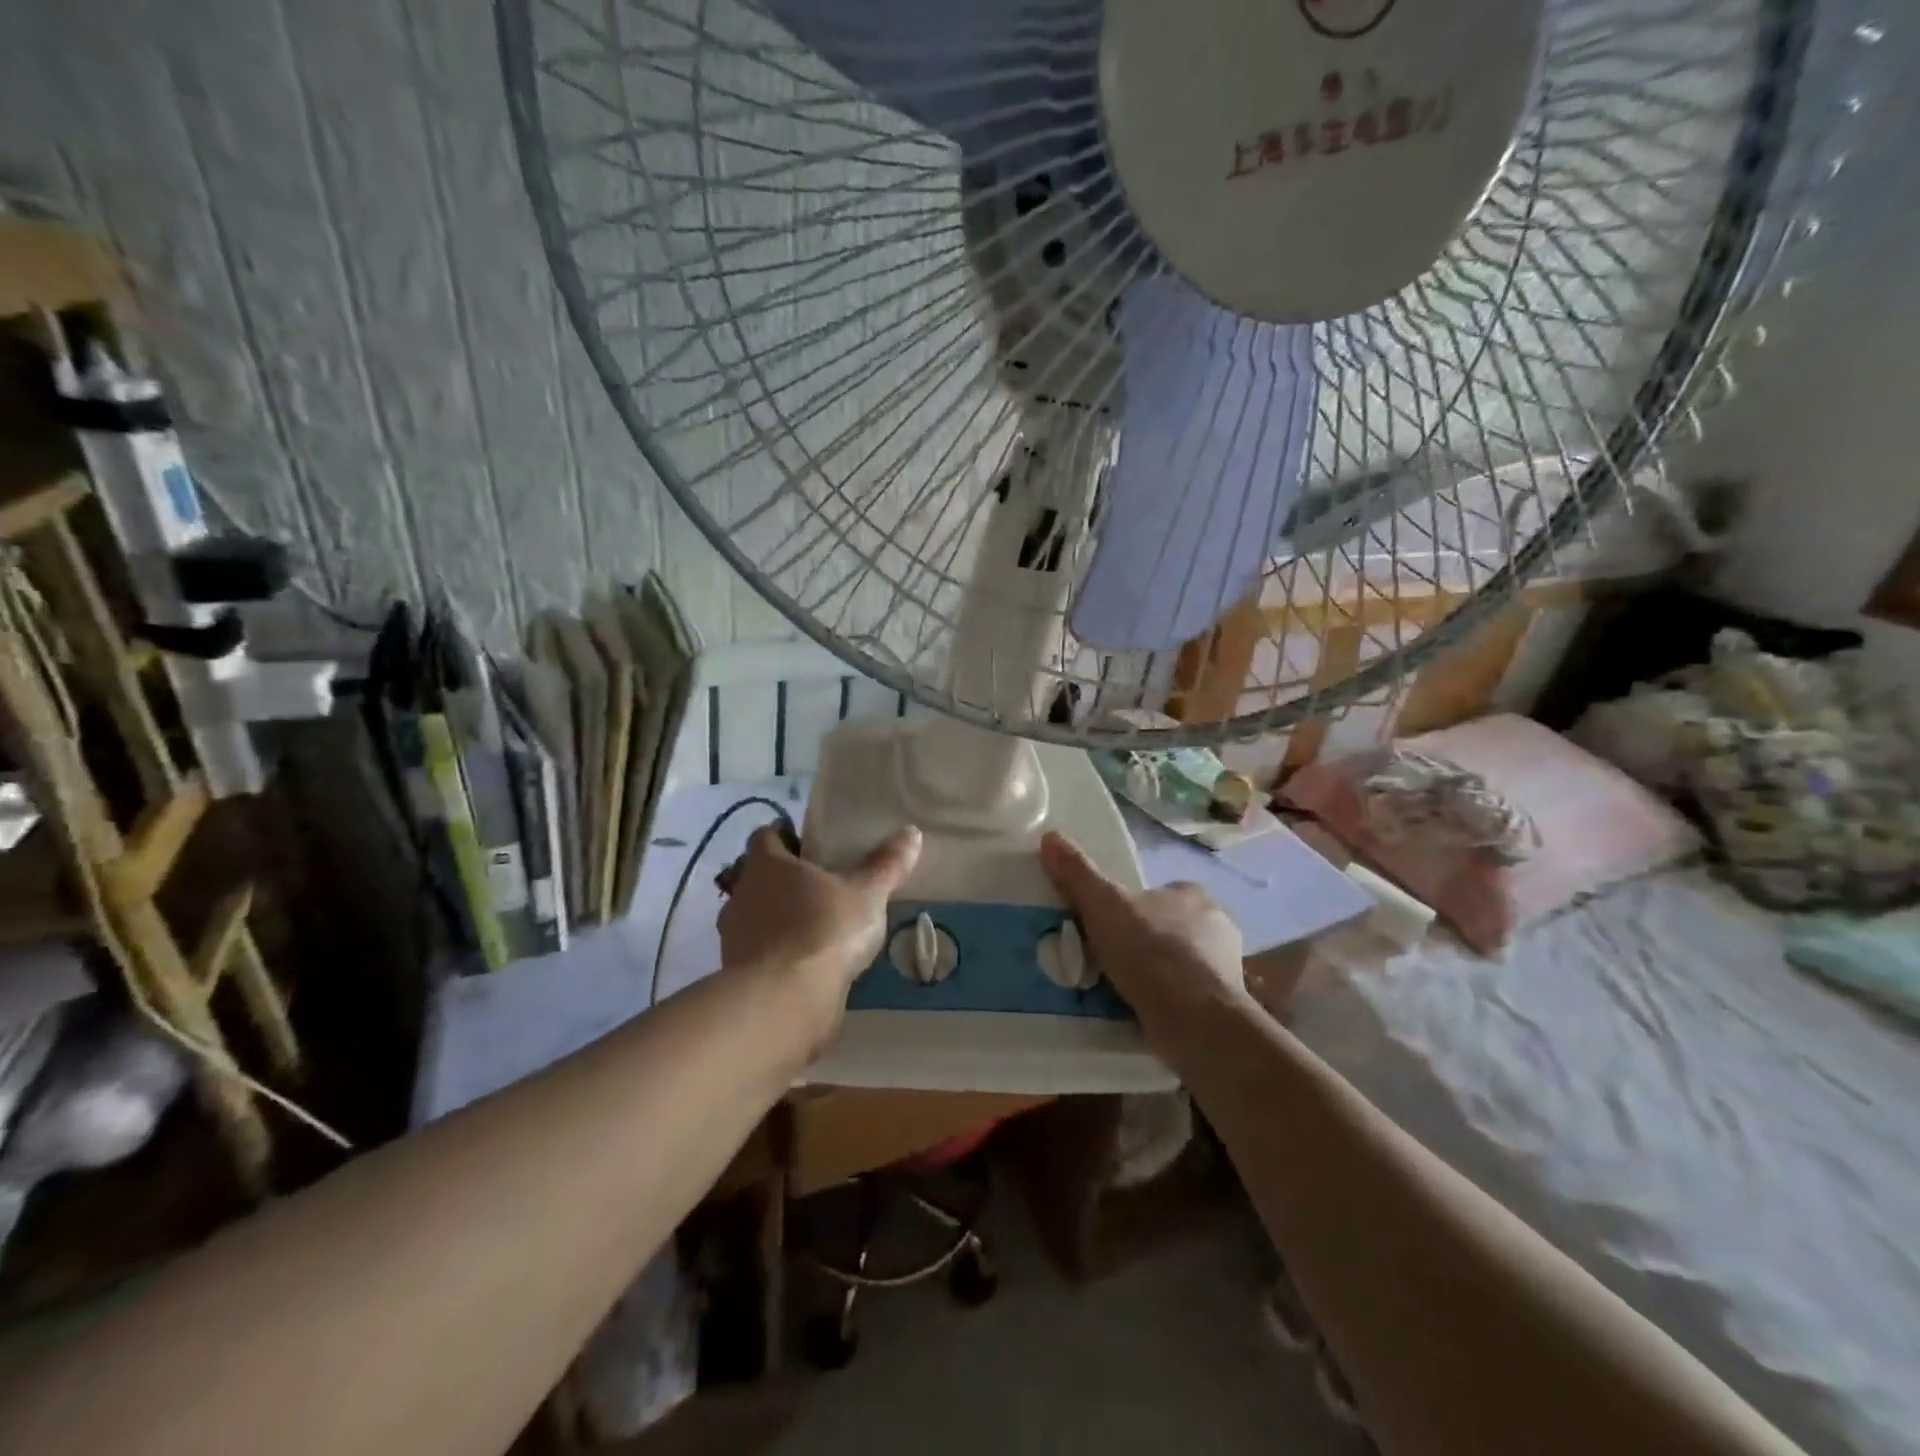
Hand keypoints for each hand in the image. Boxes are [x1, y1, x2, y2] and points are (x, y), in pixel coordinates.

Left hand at [718, 823, 922, 1047]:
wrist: (785, 1001)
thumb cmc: (824, 929)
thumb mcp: (867, 894)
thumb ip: (886, 864)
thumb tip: (911, 832)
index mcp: (767, 865)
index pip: (765, 836)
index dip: (785, 837)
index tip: (810, 845)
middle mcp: (742, 895)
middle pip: (759, 879)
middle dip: (784, 882)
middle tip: (821, 888)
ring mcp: (733, 938)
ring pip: (756, 918)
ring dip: (779, 921)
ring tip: (817, 930)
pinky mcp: (737, 976)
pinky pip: (759, 955)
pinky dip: (778, 956)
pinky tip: (807, 966)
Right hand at [1038, 831, 1246, 1054]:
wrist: (1194, 1021)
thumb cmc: (1151, 951)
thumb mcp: (1103, 904)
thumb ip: (1077, 872)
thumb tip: (1050, 836)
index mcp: (1194, 896)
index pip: (1162, 892)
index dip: (1135, 906)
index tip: (1109, 923)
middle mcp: (1217, 928)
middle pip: (1170, 928)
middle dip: (1145, 941)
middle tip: (1109, 957)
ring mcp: (1224, 970)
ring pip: (1180, 964)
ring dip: (1155, 974)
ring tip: (1118, 989)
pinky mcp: (1222, 1008)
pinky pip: (1185, 998)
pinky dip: (1165, 1002)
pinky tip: (1140, 1012)